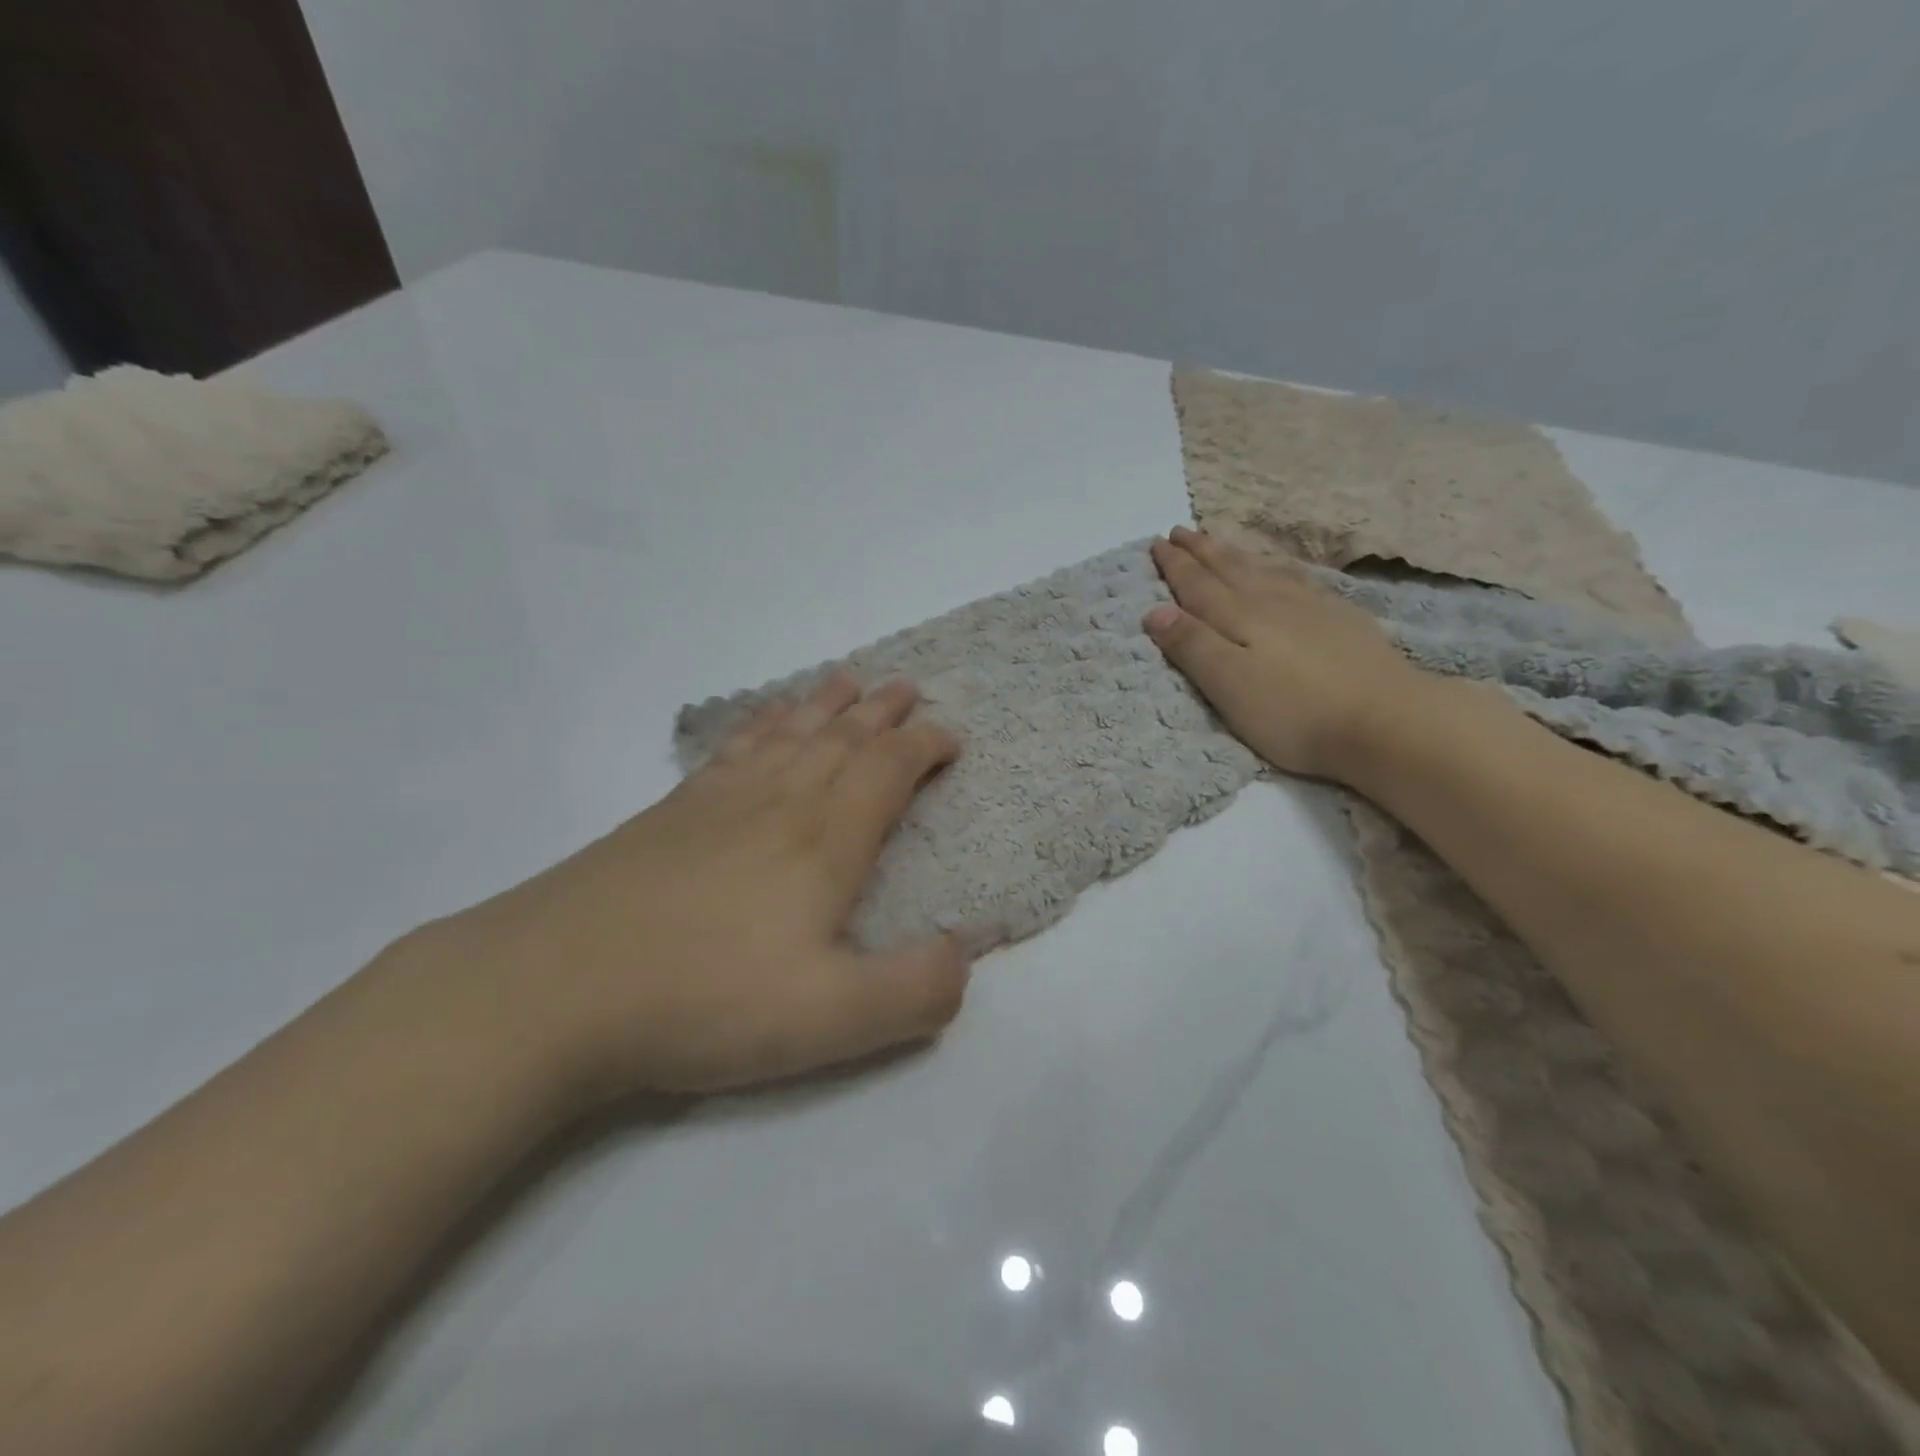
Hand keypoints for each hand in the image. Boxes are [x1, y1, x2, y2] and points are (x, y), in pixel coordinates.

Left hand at [414, 673, 969, 1105]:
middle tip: (907, 688)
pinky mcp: (671, 813)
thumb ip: (916, 989)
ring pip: (789, 733)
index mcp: (825, 840)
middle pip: (840, 738)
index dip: (924, 746)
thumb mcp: (832, 1018)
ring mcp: (719, 801)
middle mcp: (779, 802)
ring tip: (847, 680)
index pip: (887, 770)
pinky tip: (762, 720)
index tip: (951, 737)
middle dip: (882, 712)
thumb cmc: (706, 998)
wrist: (555, 988)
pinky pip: (734, 747)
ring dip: (826, 704)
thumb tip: (966, 952)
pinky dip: (761, 723)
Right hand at [1144, 527, 1428, 780]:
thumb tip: (1155, 610)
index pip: (1198, 585)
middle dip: (1202, 551)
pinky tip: (1280, 571)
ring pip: (1263, 570)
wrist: (1386, 721)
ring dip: (1236, 555)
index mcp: (1240, 618)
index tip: (1157, 543)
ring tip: (1219, 541)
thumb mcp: (1229, 685)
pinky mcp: (1342, 620)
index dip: (1176, 565)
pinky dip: (1277, 568)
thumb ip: (1192, 645)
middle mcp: (1272, 602)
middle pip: (1230, 570)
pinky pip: (1298, 580)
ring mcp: (1312, 607)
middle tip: (1181, 530)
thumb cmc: (1294, 712)